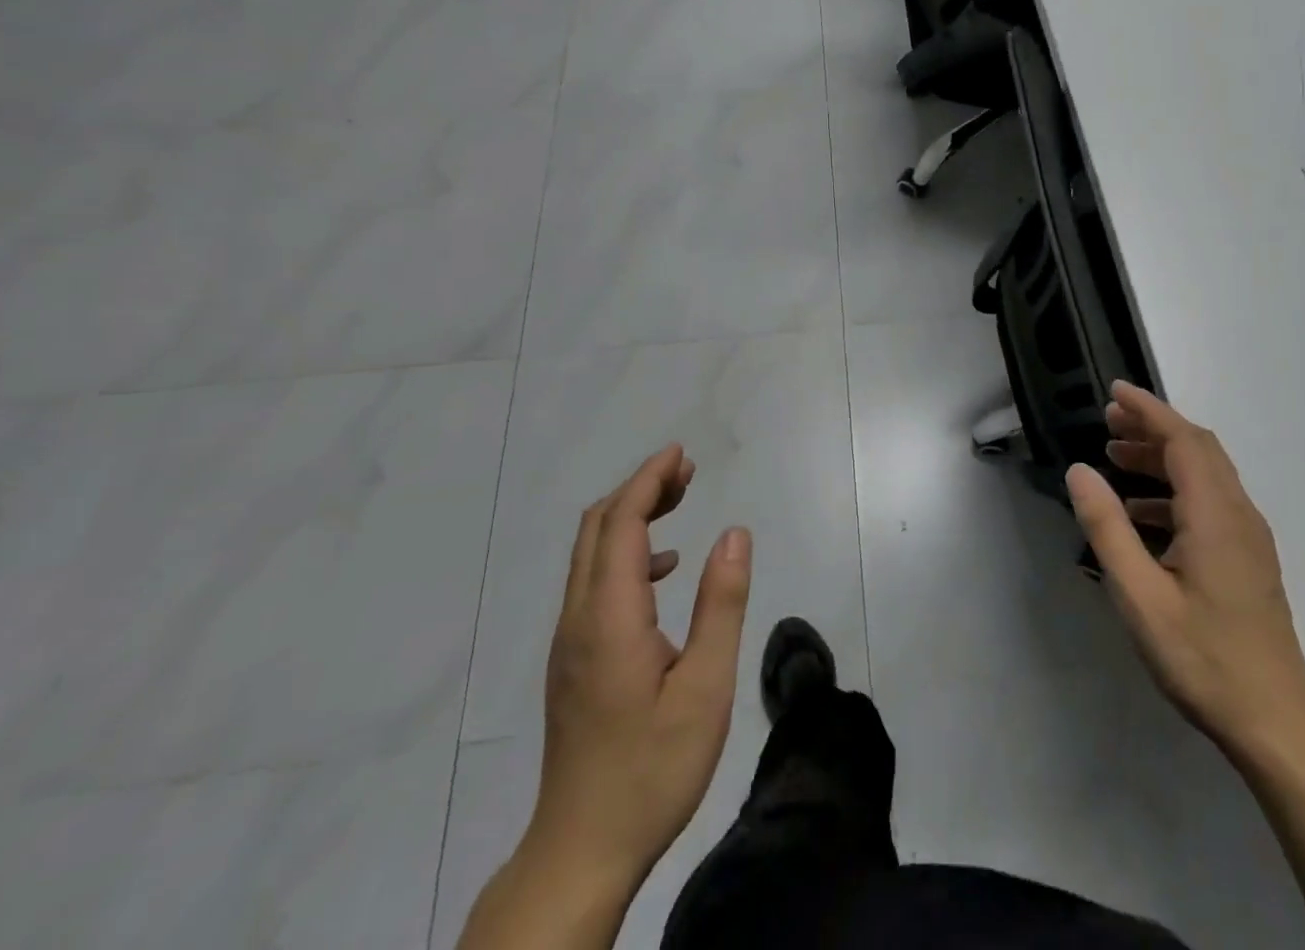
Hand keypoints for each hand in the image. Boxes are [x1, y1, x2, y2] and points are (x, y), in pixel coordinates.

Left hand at [522, 445, 752, 898]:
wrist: (580, 851)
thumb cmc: (651, 768)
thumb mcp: (705, 687)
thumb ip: (721, 604)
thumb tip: (735, 532)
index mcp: (609, 616)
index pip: (621, 523)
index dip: (649, 480)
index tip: (680, 453)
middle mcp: (579, 618)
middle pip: (598, 527)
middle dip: (640, 488)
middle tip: (686, 472)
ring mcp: (569, 641)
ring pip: (591, 554)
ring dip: (632, 518)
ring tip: (680, 504)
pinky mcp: (573, 661)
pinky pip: (594, 582)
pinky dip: (627, 555)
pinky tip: (666, 573)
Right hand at [1066, 382, 1304, 757]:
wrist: (1276, 723)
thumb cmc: (1203, 657)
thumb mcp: (1139, 594)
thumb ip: (1107, 527)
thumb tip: (1080, 471)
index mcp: (1215, 515)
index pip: (1183, 440)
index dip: (1148, 410)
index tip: (1115, 392)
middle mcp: (1239, 514)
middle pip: (1198, 449)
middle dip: (1153, 427)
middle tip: (1109, 423)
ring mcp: (1249, 538)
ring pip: (1206, 474)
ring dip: (1162, 457)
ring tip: (1117, 459)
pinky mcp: (1249, 559)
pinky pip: (1211, 501)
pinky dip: (1175, 489)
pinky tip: (1143, 513)